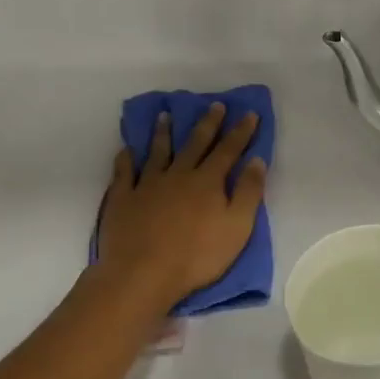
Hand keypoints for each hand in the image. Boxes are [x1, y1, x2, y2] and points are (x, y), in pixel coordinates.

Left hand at [98, 103, 266, 308]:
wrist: (143, 273)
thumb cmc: (197, 255)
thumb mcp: (237, 228)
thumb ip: (248, 193)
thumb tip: (256, 160)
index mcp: (208, 182)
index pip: (228, 150)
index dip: (241, 132)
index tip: (249, 114)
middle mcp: (178, 175)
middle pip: (195, 144)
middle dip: (207, 124)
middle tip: (214, 105)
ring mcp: (147, 185)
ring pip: (157, 152)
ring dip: (163, 133)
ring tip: (166, 115)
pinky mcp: (123, 198)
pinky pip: (124, 172)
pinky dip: (126, 159)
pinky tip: (126, 150)